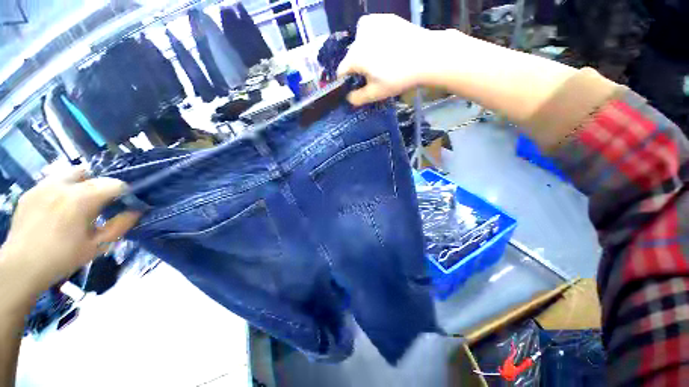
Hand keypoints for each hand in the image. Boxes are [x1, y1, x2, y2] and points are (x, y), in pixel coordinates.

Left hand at [0, 168, 139, 294]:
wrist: (21, 266)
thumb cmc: (63, 258)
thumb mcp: (97, 246)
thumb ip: (120, 225)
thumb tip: (137, 210)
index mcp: (81, 199)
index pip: (114, 184)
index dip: (124, 193)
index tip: (124, 204)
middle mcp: (62, 185)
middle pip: (94, 175)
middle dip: (102, 188)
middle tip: (101, 205)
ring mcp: (43, 186)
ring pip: (72, 173)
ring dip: (82, 184)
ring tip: (79, 202)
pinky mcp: (31, 191)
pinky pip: (54, 181)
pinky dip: (63, 189)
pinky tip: (59, 206)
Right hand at [337, 14, 446, 105]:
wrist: (426, 55)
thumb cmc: (398, 78)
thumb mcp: (376, 94)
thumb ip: (358, 98)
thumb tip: (348, 97)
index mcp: (354, 56)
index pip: (341, 71)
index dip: (347, 81)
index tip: (356, 86)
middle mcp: (358, 36)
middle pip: (352, 56)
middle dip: (358, 66)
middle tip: (373, 74)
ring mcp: (371, 23)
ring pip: (360, 43)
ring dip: (365, 52)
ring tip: (382, 60)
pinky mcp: (383, 17)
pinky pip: (371, 31)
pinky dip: (374, 39)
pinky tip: (387, 46)